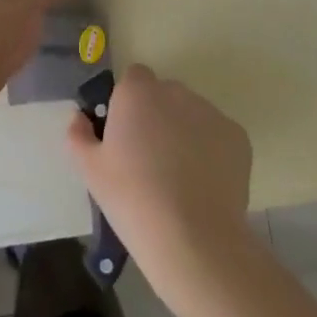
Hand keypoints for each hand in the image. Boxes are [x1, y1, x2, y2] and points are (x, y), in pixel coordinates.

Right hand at [65, 64, 254, 300]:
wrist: (192, 238)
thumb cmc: (132, 199)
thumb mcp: (90, 170)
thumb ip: (78, 135)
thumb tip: (79, 118)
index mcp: (137, 92)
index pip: (133, 78)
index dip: (128, 103)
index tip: (125, 134)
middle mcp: (175, 91)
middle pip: (164, 95)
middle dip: (157, 116)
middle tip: (149, 159)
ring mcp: (210, 112)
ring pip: (192, 114)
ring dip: (184, 132)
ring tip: (179, 178)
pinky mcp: (237, 136)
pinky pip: (218, 136)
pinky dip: (211, 152)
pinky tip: (203, 185)